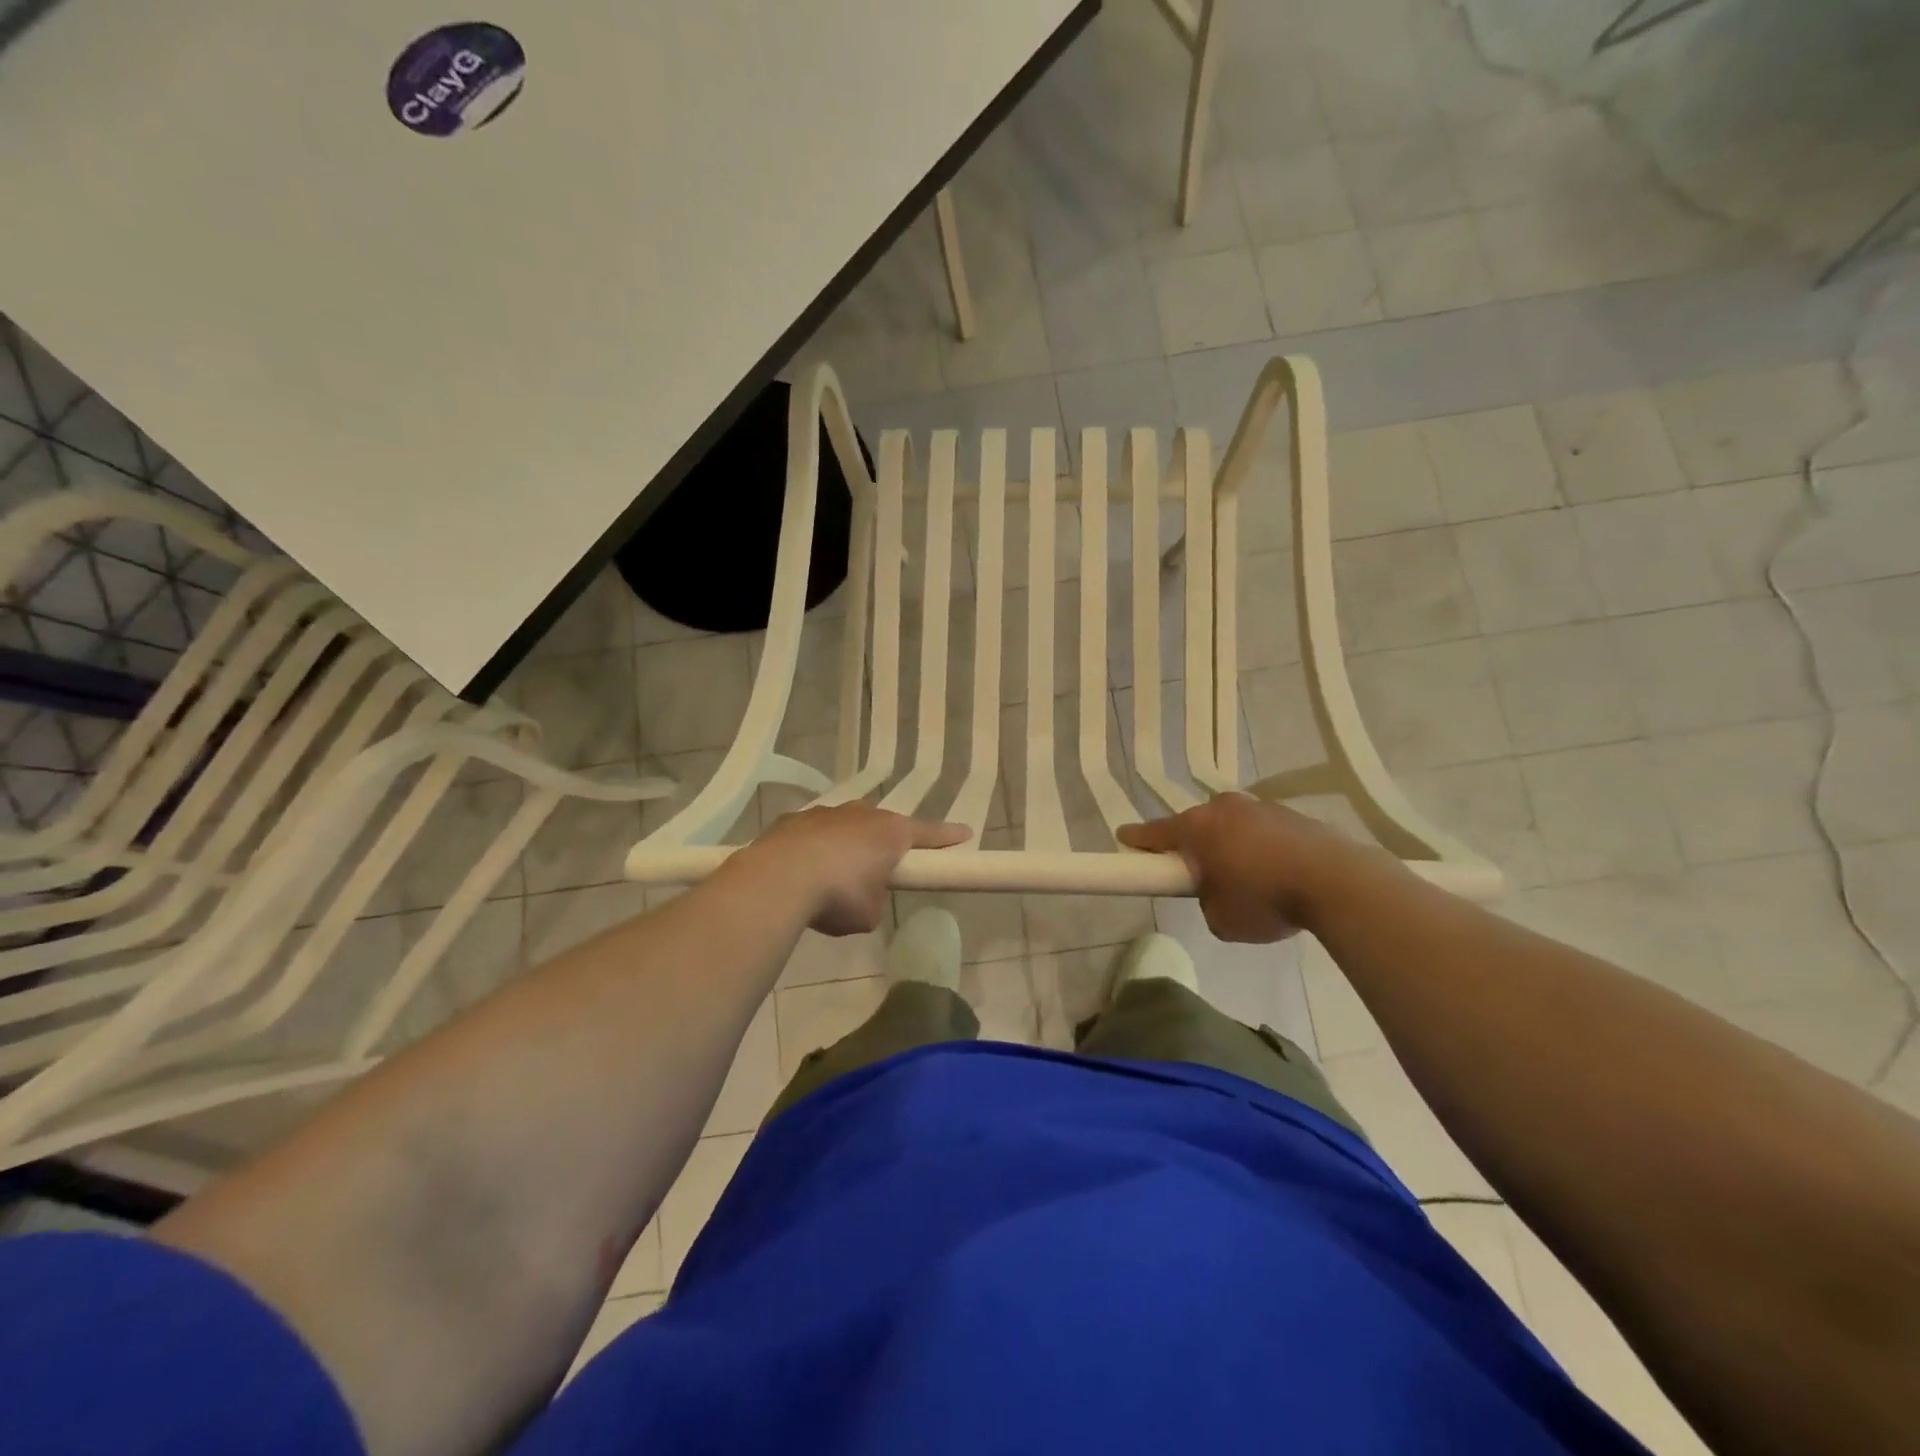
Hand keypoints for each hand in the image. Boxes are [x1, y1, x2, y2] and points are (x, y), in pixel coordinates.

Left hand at [744, 804, 970, 935]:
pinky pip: (812, 833)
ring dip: (846, 845)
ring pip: (845, 825)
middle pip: (882, 825)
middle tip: (881, 865)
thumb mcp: (868, 914)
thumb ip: (875, 901)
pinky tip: (802, 870)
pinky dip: (813, 848)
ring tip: (834, 874)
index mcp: (891, 833)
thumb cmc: (837, 896)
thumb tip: (864, 897)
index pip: (929, 833)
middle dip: (884, 843)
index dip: (948, 837)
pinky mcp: (793, 820)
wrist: (778, 880)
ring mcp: (825, 813)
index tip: (965, 832)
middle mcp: (861, 814)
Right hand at [1117, 794, 1386, 942]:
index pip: (1155, 832)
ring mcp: (1260, 807)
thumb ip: (1206, 901)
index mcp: (1198, 828)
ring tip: (1247, 880)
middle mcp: (1224, 808)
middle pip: (1196, 825)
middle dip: (1193, 846)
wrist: (1337, 882)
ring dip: (1230, 846)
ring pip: (1232, 826)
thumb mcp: (1220, 919)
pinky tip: (1277, 874)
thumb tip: (1218, 892)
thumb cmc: (1265, 899)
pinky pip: (1263, 831)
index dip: (1136, 839)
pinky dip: (1261, 848)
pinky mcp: (1292, 815)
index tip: (1123, 839)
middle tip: (1198, 874)